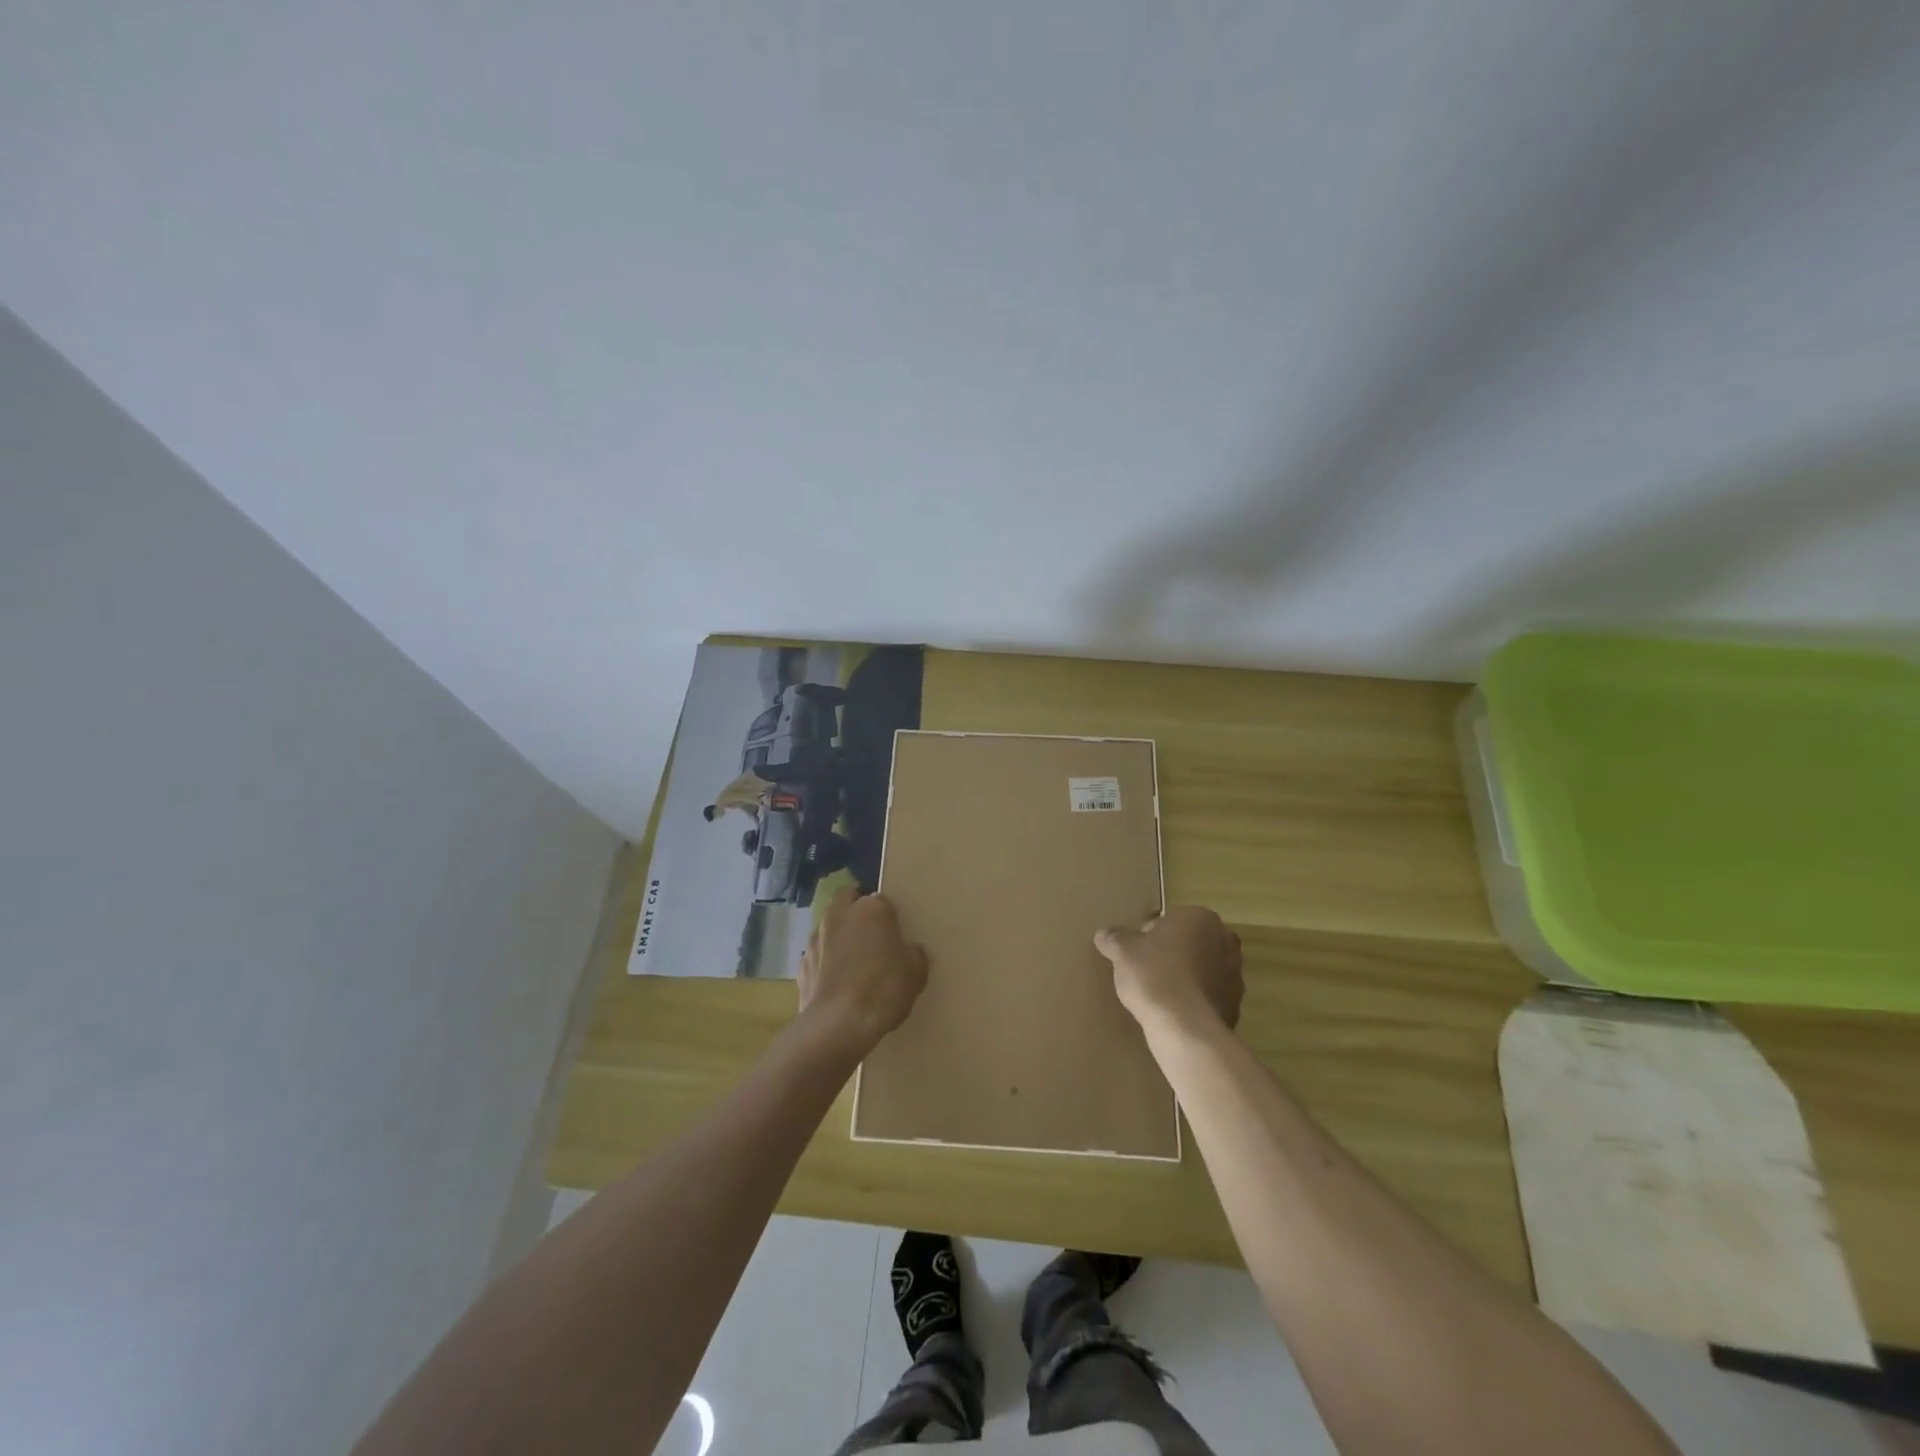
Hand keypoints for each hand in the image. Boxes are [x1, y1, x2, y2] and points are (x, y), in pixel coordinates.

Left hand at [798, 888, 928, 1054]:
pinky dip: (825, 963)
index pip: (882, 900)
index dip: (889, 916)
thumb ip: (913, 954)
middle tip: (871, 936)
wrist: (838, 1025)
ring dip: (839, 936)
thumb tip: (909, 951)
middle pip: (848, 900)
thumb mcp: (915, 973)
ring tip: (852, 963)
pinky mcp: (801, 964)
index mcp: (871, 909)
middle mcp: (840, 914)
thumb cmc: (883, 990)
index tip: (895, 934)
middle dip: (857, 911)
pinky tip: (836, 984)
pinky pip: (818, 955)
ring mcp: (816, 938)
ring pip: (829, 926)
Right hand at [1095, 906, 1242, 1032]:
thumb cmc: (1154, 975)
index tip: (1136, 953)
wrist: (1185, 1027)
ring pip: (1203, 968)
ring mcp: (1235, 973)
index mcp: (1199, 917)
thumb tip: (1104, 934)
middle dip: (1173, 953)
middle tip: (1148, 971)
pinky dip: (1195, 999)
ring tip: (1161, 994)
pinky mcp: (1236, 1003)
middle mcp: (1224, 940)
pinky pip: (1209, 994)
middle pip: (1190, 942)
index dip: (1149, 936)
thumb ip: (1114, 938)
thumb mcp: (1123, 952)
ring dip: (1186, 976)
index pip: (1169, 920)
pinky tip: (1175, 1011)